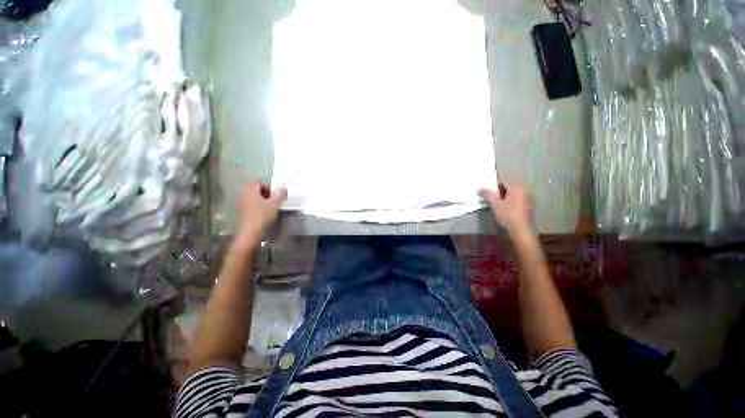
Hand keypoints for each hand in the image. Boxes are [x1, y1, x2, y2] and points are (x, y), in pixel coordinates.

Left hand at [235, 180, 286, 246]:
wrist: (250, 232)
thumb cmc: (262, 215)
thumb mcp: (274, 204)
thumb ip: (279, 194)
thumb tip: (283, 188)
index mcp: (251, 190)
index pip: (258, 181)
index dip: (267, 185)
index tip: (274, 194)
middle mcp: (244, 194)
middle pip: (255, 188)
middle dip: (265, 193)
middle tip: (274, 200)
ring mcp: (242, 203)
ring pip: (253, 197)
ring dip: (262, 200)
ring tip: (270, 208)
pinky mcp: (242, 212)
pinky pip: (251, 204)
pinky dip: (258, 206)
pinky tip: (264, 214)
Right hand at [479, 183, 534, 237]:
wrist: (521, 230)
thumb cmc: (508, 215)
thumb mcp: (495, 204)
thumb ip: (488, 195)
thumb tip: (480, 188)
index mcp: (517, 188)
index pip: (503, 183)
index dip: (493, 188)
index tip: (487, 194)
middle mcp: (524, 191)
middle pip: (508, 189)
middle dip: (498, 194)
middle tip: (490, 200)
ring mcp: (528, 200)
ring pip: (512, 196)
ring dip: (504, 199)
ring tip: (496, 206)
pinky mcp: (528, 207)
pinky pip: (516, 201)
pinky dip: (510, 203)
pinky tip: (504, 210)